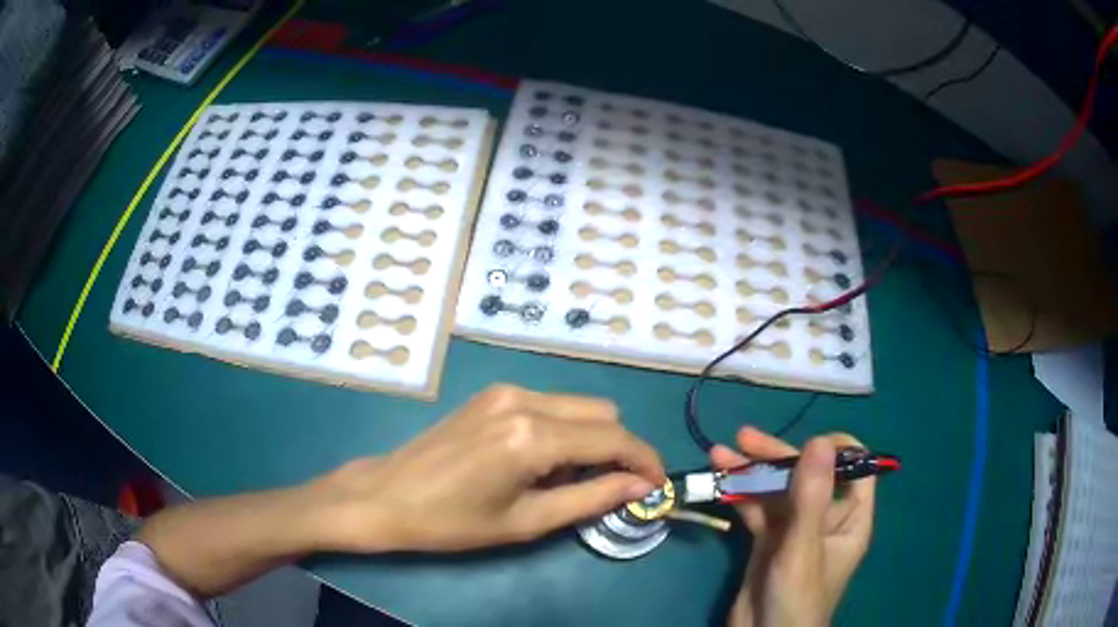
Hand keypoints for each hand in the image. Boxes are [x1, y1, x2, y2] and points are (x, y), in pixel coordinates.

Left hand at [310, 384, 665, 552]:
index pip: (613, 439)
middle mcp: (524, 399)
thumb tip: (640, 486)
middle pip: (603, 413)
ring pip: (579, 406)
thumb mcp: (526, 522)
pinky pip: (551, 404)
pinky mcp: (493, 393)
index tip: (657, 484)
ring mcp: (506, 391)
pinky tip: (542, 461)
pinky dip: (565, 430)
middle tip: (611, 488)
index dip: (644, 461)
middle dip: (619, 449)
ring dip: (592, 439)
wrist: (386, 496)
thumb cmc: (452, 522)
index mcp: (532, 435)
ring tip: (570, 479)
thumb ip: (591, 499)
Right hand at [713, 428, 875, 626]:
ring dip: (751, 472)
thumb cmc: (796, 598)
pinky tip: (720, 482)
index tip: (805, 445)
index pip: (857, 469)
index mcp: (850, 517)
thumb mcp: (804, 547)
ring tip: (720, 454)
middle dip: (777, 456)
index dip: (835, 450)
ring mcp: (795, 529)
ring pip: (778, 490)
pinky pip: (758, 510)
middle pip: (807, 474)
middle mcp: (826, 518)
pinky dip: (741, 495)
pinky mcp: (769, 541)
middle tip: (743, 440)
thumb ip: (812, 496)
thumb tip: (820, 440)